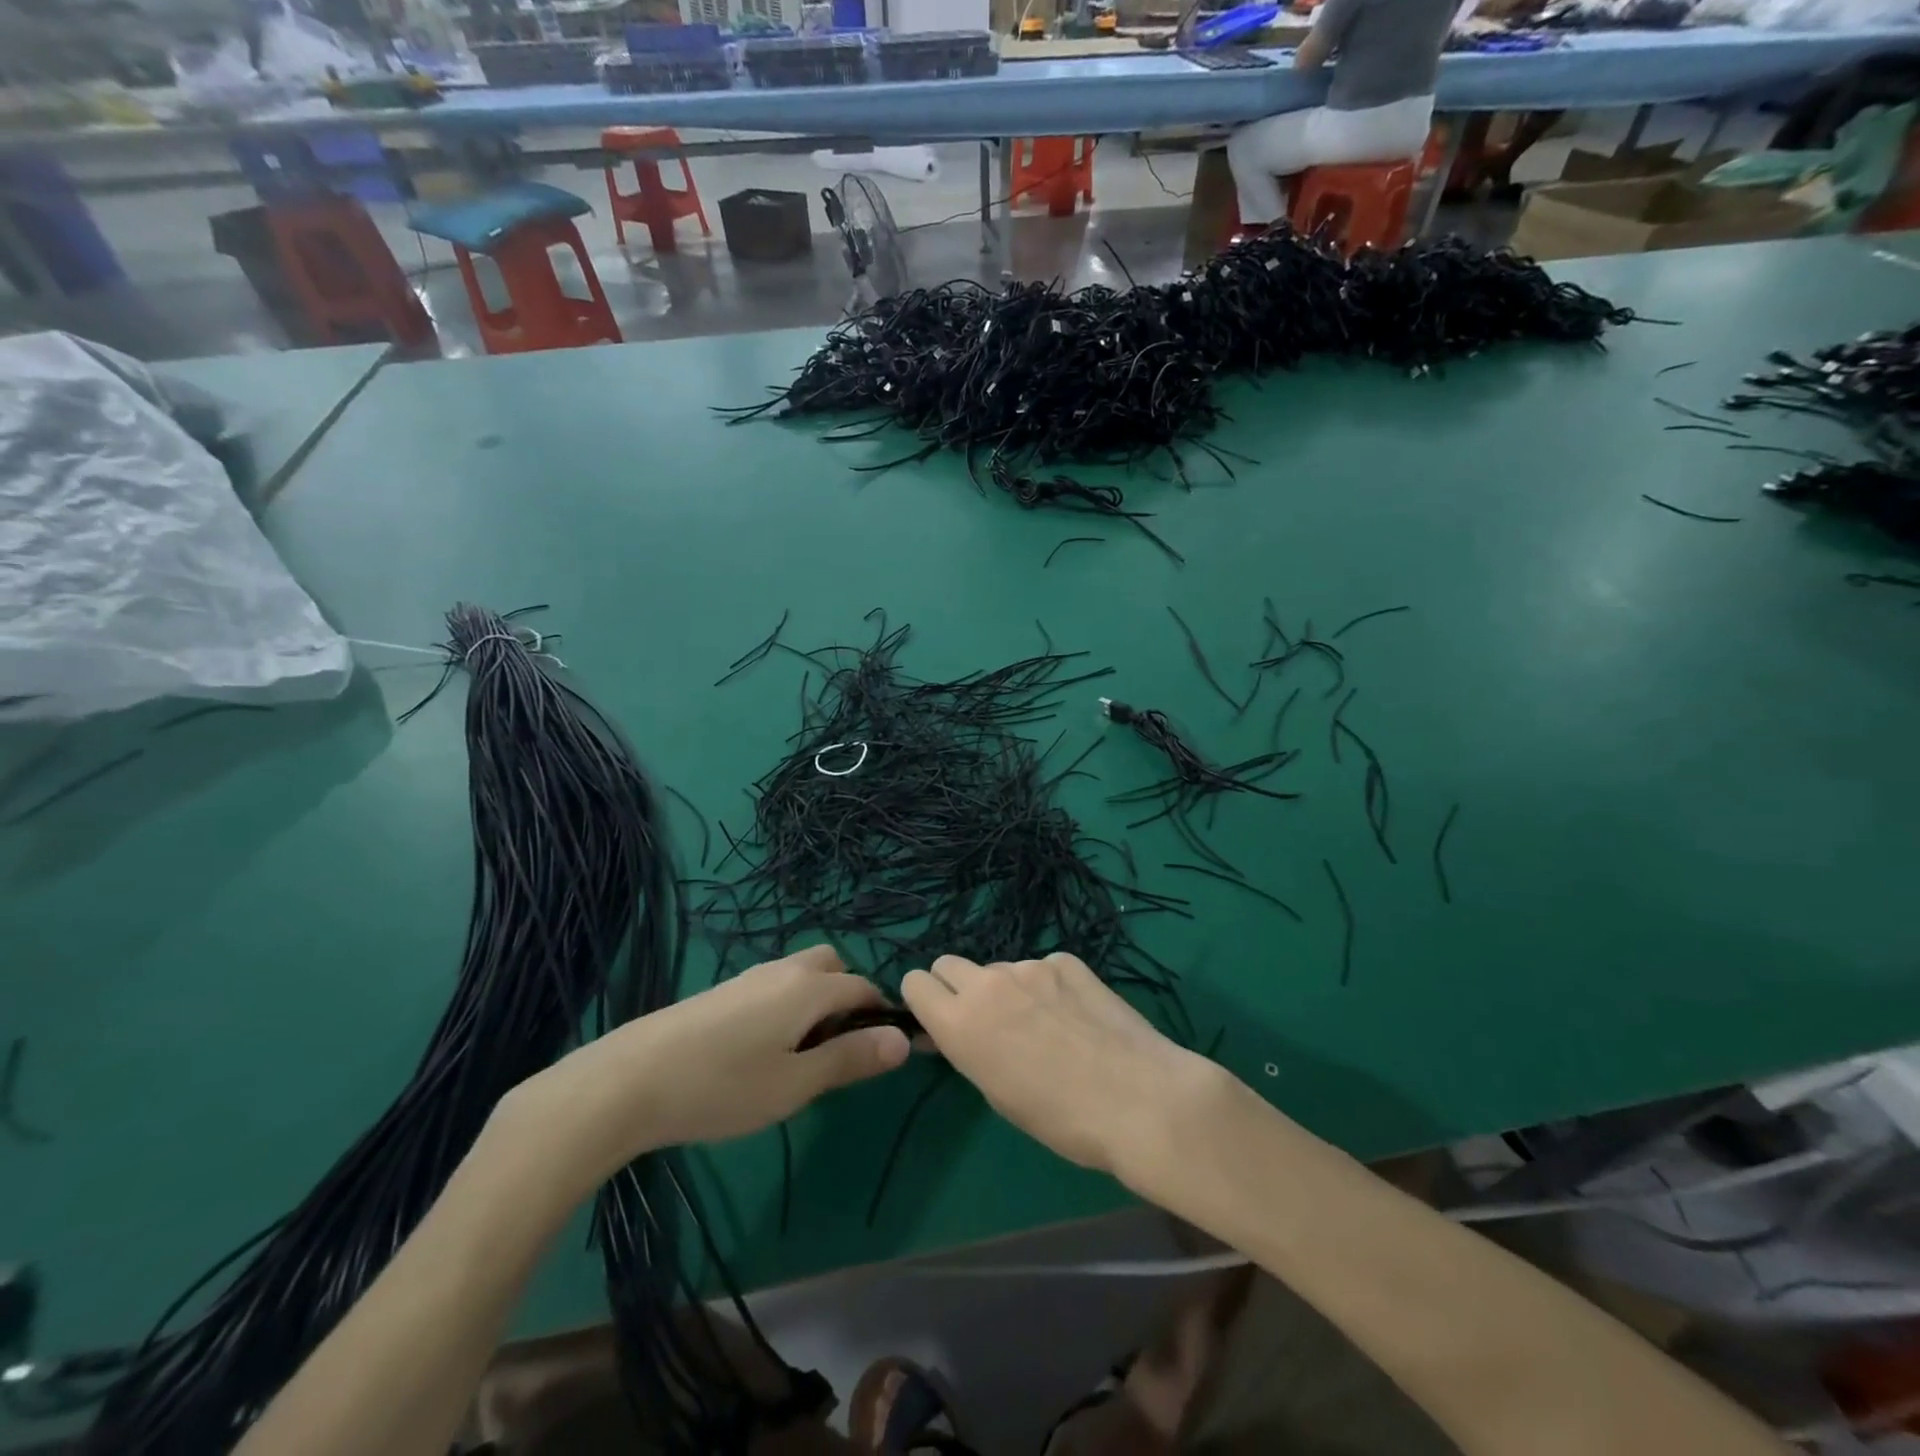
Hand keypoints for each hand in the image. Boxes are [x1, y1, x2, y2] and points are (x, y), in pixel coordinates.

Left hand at [491, 946, 910, 1198]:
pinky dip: (789, 1003)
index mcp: (810, 988)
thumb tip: (904, 1040)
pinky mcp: (722, 991)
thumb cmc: (722, 1086)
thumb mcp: (795, 1084)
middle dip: (849, 996)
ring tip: (802, 1054)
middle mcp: (784, 970)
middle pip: (834, 965)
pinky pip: (774, 984)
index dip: (883, 1015)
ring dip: (818, 1000)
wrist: (629, 1080)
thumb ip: (850, 1058)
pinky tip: (763, 1049)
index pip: (864, 988)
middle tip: (840, 1048)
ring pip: (802, 973)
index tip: (889, 1050)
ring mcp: (748, 977)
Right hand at [900, 952, 1223, 1179]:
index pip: (915, 982)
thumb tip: (951, 1032)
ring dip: (1008, 990)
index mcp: (960, 1020)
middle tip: (986, 1021)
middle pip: (949, 964)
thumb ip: (967, 1049)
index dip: (924, 1000)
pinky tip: (1075, 1016)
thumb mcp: (996, 1094)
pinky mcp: (1067, 961)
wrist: (1139, 1099)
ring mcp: (1030, 966)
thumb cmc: (1060, 1118)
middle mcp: (988, 982)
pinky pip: (1042, 968)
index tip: (939, 1020)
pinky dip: (1048, 986)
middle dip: (956, 987)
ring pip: (1000, 969)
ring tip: (1045, 1027)